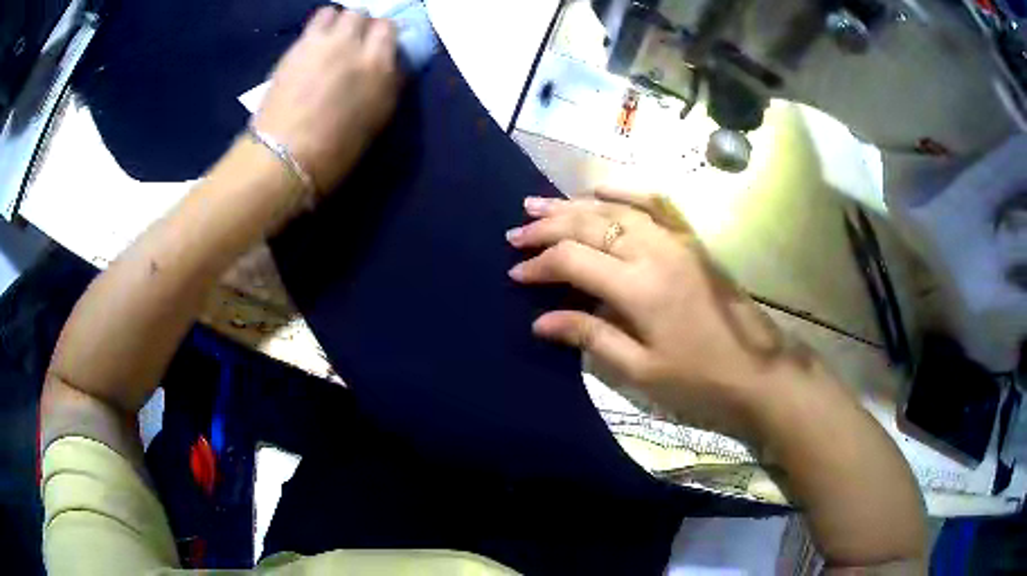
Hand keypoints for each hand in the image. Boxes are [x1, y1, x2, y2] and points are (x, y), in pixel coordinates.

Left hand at [253, 8, 401, 193]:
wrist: (283, 158)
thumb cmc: (334, 151)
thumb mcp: (376, 119)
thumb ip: (386, 84)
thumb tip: (389, 65)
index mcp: (380, 68)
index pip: (389, 28)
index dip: (382, 34)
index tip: (376, 46)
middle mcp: (355, 46)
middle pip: (363, 15)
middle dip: (361, 25)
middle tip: (353, 42)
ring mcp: (324, 43)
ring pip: (339, 11)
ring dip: (339, 22)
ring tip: (332, 39)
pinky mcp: (298, 47)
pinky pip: (315, 21)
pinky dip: (319, 27)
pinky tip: (314, 45)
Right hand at [507, 188, 814, 439]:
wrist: (759, 372)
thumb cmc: (700, 381)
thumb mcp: (641, 370)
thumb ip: (590, 336)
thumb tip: (540, 320)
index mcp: (639, 288)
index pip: (574, 261)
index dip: (539, 264)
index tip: (515, 273)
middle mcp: (655, 252)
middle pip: (590, 225)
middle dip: (548, 227)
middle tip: (516, 231)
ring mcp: (676, 241)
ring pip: (616, 209)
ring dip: (574, 205)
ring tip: (540, 204)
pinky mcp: (691, 242)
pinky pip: (655, 204)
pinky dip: (625, 192)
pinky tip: (601, 188)